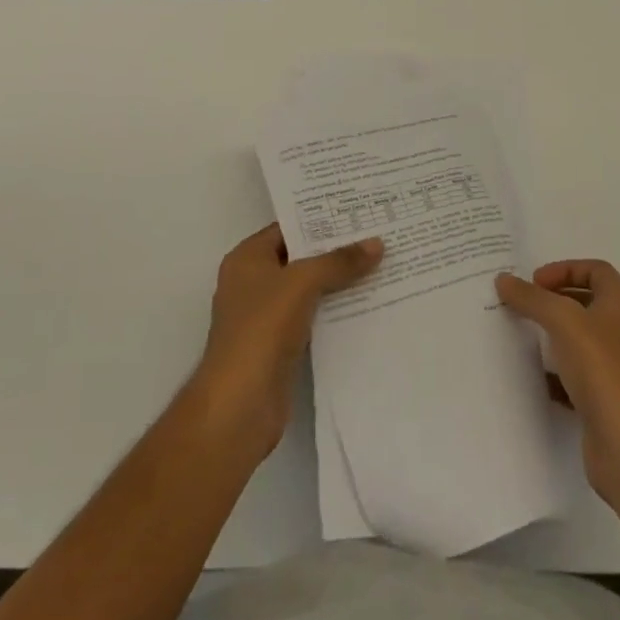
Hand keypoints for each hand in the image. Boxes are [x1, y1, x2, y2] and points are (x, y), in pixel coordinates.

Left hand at [193, 224, 382, 457]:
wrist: (239, 406)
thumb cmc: (262, 329)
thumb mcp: (302, 283)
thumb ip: (338, 262)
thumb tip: (377, 243)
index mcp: (247, 259)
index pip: (287, 228)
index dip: (320, 220)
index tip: (357, 213)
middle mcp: (253, 283)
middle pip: (299, 258)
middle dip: (335, 251)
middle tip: (377, 236)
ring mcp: (265, 317)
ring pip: (308, 290)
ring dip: (338, 283)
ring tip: (380, 267)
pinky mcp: (279, 347)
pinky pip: (312, 319)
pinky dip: (334, 312)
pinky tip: (366, 306)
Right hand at [496, 260, 619, 538]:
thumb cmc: (604, 371)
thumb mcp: (564, 321)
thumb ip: (532, 298)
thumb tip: (504, 279)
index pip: (596, 270)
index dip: (566, 268)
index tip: (535, 282)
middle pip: (586, 303)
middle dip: (553, 301)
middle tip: (523, 305)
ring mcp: (613, 370)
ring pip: (578, 342)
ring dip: (550, 337)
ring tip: (520, 336)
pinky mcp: (602, 403)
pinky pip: (573, 379)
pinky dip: (552, 375)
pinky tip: (531, 378)